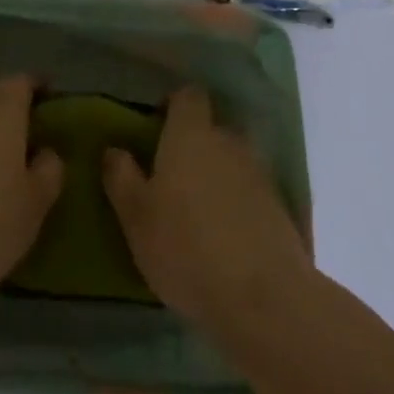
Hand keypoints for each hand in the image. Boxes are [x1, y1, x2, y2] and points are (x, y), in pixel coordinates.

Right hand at [104, 87, 312, 333]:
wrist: (264, 298)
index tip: (156, 126)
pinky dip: (237, 203)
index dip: (173, 104)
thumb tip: (114, 149)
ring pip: (232, 161)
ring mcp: (259, 174)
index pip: (188, 95)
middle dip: (193, 144)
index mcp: (191, 135)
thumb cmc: (186, 248)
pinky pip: (250, 191)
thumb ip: (121, 177)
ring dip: (216, 175)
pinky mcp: (279, 207)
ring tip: (197, 211)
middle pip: (211, 128)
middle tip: (171, 176)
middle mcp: (229, 142)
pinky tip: (224, 236)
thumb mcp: (136, 217)